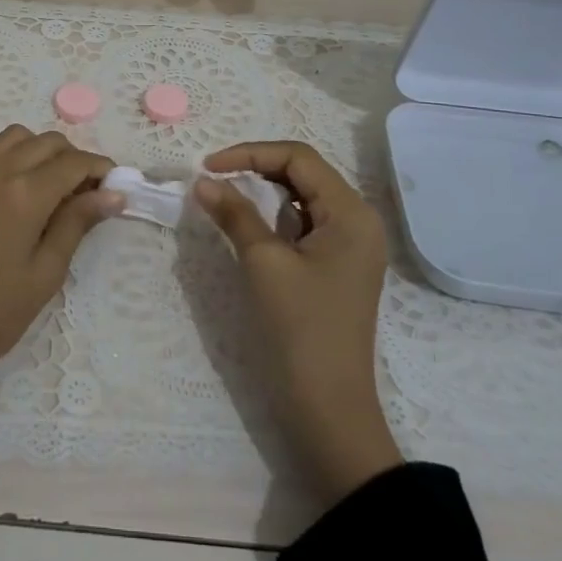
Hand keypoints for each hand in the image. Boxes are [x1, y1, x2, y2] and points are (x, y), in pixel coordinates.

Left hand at [0, 125, 121, 416]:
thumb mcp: (46, 272)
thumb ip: (77, 223)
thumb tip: (113, 193)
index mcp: (24, 193)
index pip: (74, 162)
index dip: (100, 169)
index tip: (114, 187)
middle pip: (46, 142)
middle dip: (73, 158)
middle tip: (84, 194)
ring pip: (14, 139)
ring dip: (40, 152)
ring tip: (50, 189)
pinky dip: (10, 160)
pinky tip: (14, 197)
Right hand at [196, 142, 401, 505]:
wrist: (328, 407)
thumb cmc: (299, 329)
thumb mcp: (263, 263)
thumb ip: (235, 214)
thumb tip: (203, 181)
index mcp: (352, 213)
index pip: (299, 158)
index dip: (250, 153)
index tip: (207, 167)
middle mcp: (358, 221)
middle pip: (304, 174)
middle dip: (257, 168)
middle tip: (213, 178)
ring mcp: (350, 246)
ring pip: (303, 198)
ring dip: (264, 191)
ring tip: (225, 195)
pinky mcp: (337, 267)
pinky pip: (304, 225)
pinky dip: (274, 217)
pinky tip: (249, 224)